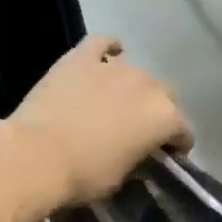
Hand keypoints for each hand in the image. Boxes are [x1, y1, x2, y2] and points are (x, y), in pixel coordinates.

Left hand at [2, 35, 193, 208]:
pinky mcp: (81, 57)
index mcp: (164, 118)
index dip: (177, 145)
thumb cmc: (85, 176)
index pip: (183, 130)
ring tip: (116, 102)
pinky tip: (105, 57)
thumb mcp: (121, 177)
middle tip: (139, 130)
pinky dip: (107, 49)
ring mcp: (114, 67)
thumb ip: (136, 159)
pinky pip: (102, 43)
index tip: (166, 157)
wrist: (37, 155)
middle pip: (164, 95)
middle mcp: (147, 86)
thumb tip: (135, 154)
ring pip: (136, 71)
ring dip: (132, 87)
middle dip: (157, 111)